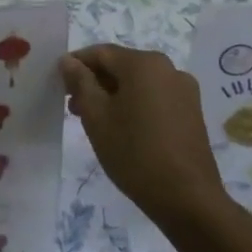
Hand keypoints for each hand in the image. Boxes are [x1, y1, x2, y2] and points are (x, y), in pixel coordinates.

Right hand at [60, 45, 230, 233]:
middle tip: (74, 108)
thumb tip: (68, 61)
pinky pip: (155, 97)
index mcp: (144, 64)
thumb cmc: (134, 152)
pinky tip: (123, 129)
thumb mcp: (96, 116)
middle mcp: (168, 68)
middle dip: (95, 82)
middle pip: (121, 65)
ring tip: (96, 121)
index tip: (59, 86)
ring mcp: (184, 90)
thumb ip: (80, 82)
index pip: (100, 53)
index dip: (76, 65)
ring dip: (113, 95)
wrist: (187, 198)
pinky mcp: (192, 112)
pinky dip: (134, 104)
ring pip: (138, 83)